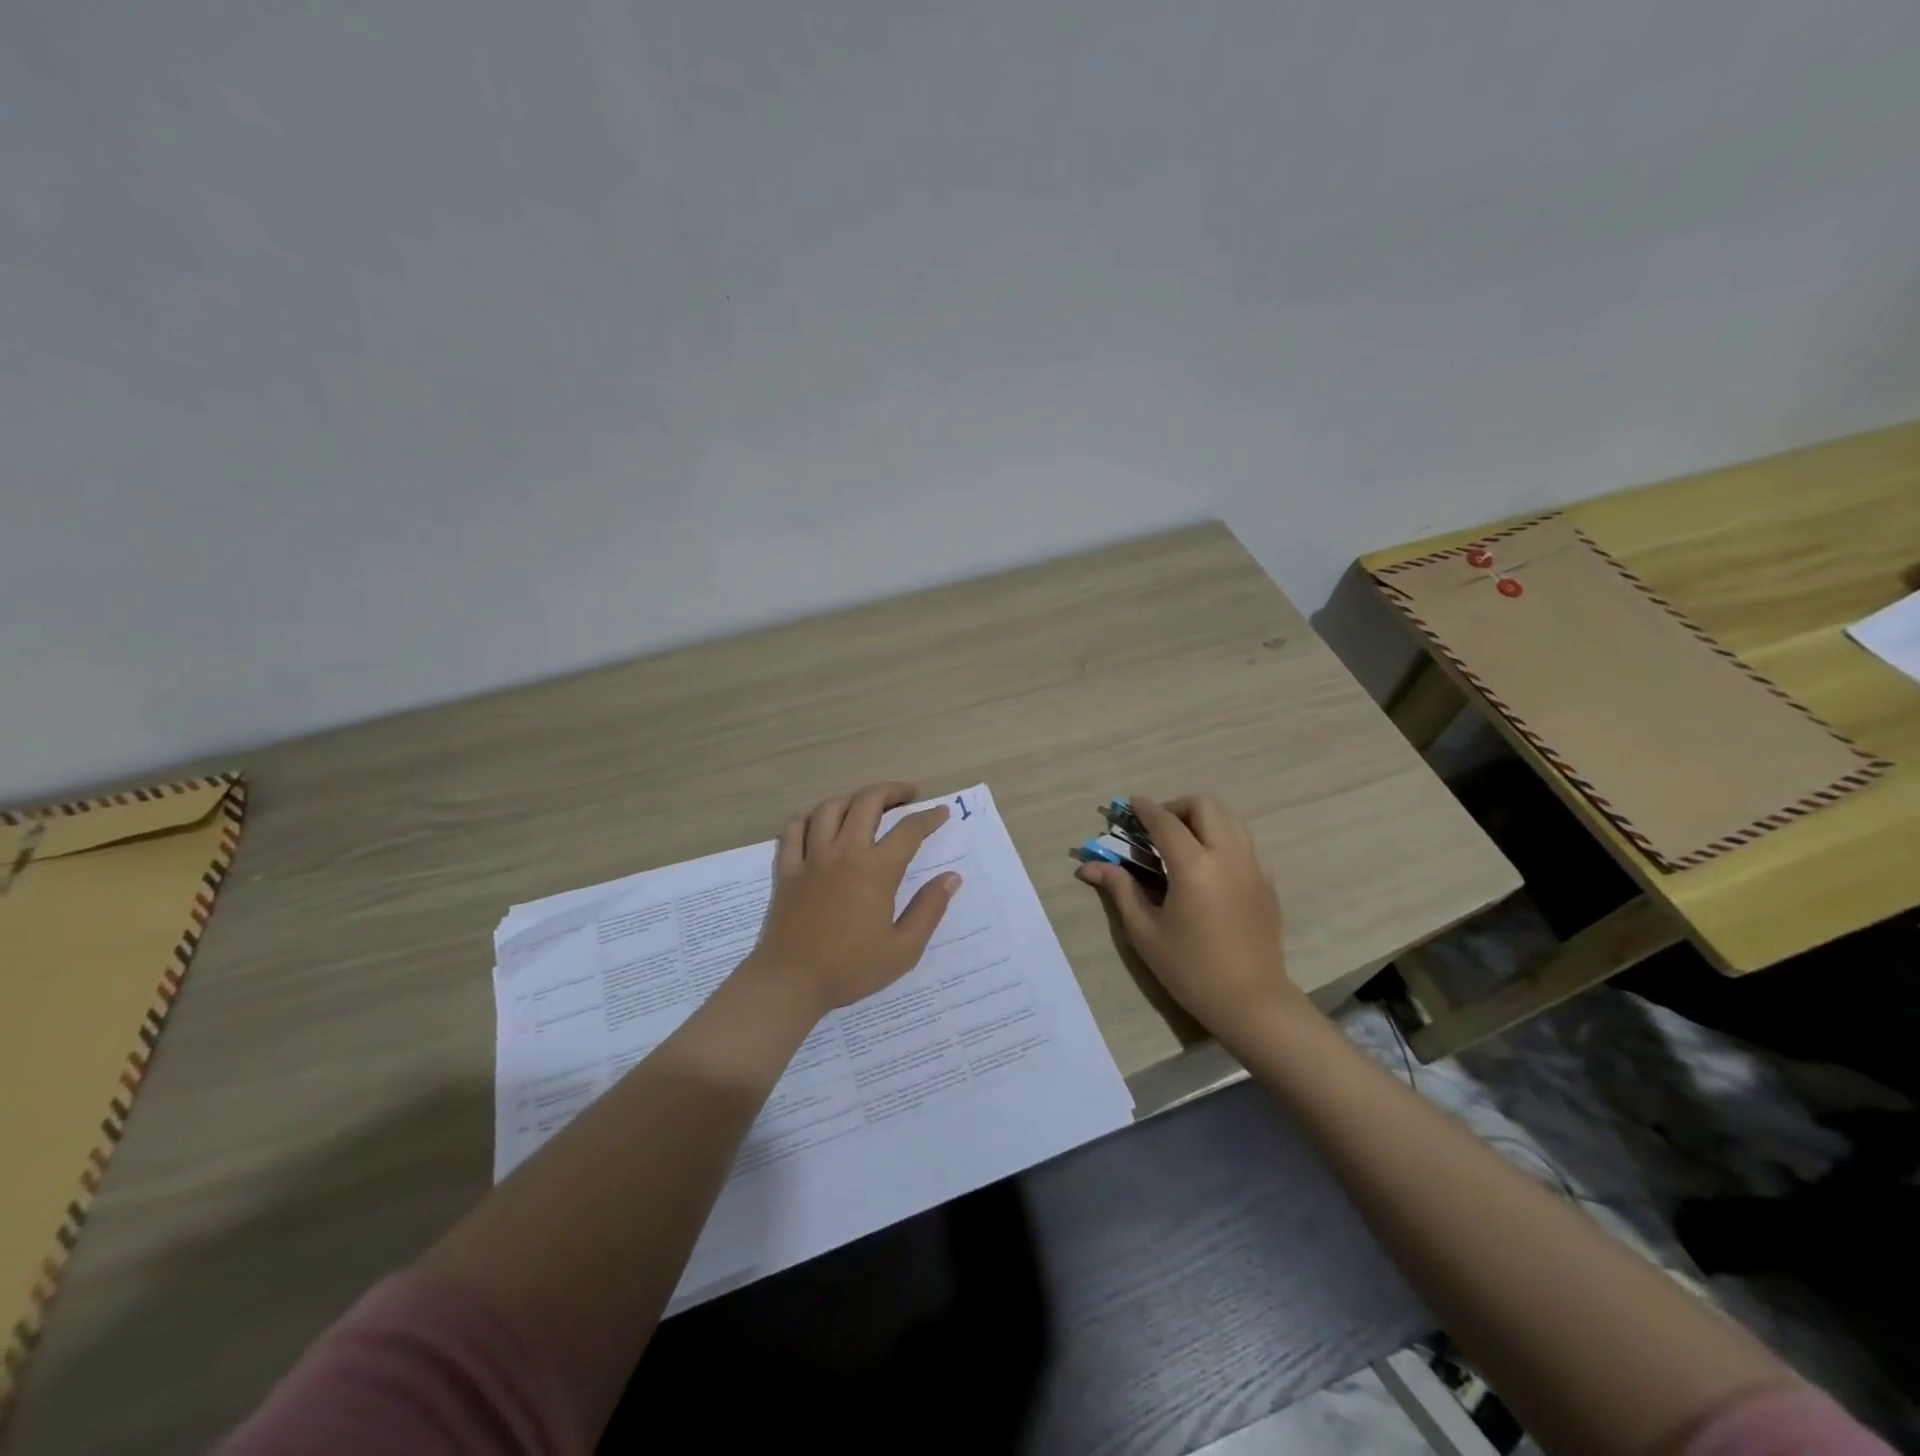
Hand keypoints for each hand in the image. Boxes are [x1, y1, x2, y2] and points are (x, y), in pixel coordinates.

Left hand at [746, 783, 960, 1016]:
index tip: (940, 812)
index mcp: (876, 870)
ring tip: (866, 804)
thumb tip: (951, 878)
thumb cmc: (851, 967)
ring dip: (852, 799)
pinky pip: (793, 829)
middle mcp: (844, 852)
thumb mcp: (904, 948)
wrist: (791, 981)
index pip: (909, 830)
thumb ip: (929, 909)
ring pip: (829, 808)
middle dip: (891, 791)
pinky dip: (807, 818)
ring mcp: (811, 858)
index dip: (928, 817)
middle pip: (867, 802)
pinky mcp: (787, 869)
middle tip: (907, 795)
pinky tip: (818, 822)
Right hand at [1076, 795, 1307, 1038]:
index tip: (1129, 805)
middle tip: (1156, 828)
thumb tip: (1090, 866)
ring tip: (1181, 842)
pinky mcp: (1267, 882)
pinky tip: (1207, 867)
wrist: (1251, 1001)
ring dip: (1202, 819)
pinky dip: (1223, 839)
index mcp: (1194, 866)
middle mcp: (1228, 856)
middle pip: (1205, 806)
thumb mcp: (1146, 931)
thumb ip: (1120, 889)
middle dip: (1176, 807)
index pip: (1166, 822)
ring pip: (1230, 819)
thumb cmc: (1190, 968)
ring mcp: (1254, 867)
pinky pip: (1244, 843)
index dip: (1145, 809)